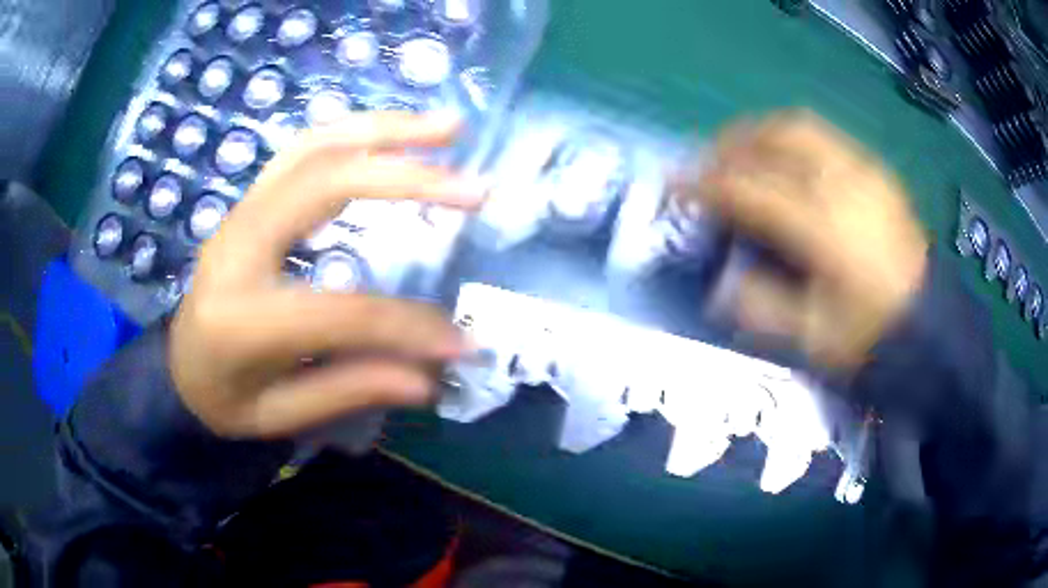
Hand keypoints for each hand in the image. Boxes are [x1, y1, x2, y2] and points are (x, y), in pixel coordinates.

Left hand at [170, 112, 485, 438]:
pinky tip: (396, 135)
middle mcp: (236, 245)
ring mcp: (240, 211)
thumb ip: (350, 390)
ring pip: (315, 144)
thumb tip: (430, 377)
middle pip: (324, 183)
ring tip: (449, 128)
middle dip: (406, 176)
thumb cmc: (223, 398)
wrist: (177, 367)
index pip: (342, 312)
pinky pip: (305, 147)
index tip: (463, 341)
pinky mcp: (249, 200)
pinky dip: (357, 132)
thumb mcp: (280, 415)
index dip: (409, 325)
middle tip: (475, 184)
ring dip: (386, 129)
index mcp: (241, 318)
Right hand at [684, 111, 927, 370]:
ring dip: (760, 132)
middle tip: (707, 161)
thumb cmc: (874, 337)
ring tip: (741, 153)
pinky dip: (792, 139)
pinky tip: (785, 162)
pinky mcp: (876, 172)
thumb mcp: (814, 339)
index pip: (752, 190)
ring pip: (800, 127)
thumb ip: (762, 308)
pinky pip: (825, 137)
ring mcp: (864, 171)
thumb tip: (719, 287)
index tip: (674, 183)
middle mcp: (844, 184)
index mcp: (827, 228)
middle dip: (732, 142)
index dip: (707, 184)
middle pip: (776, 138)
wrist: (933, 327)